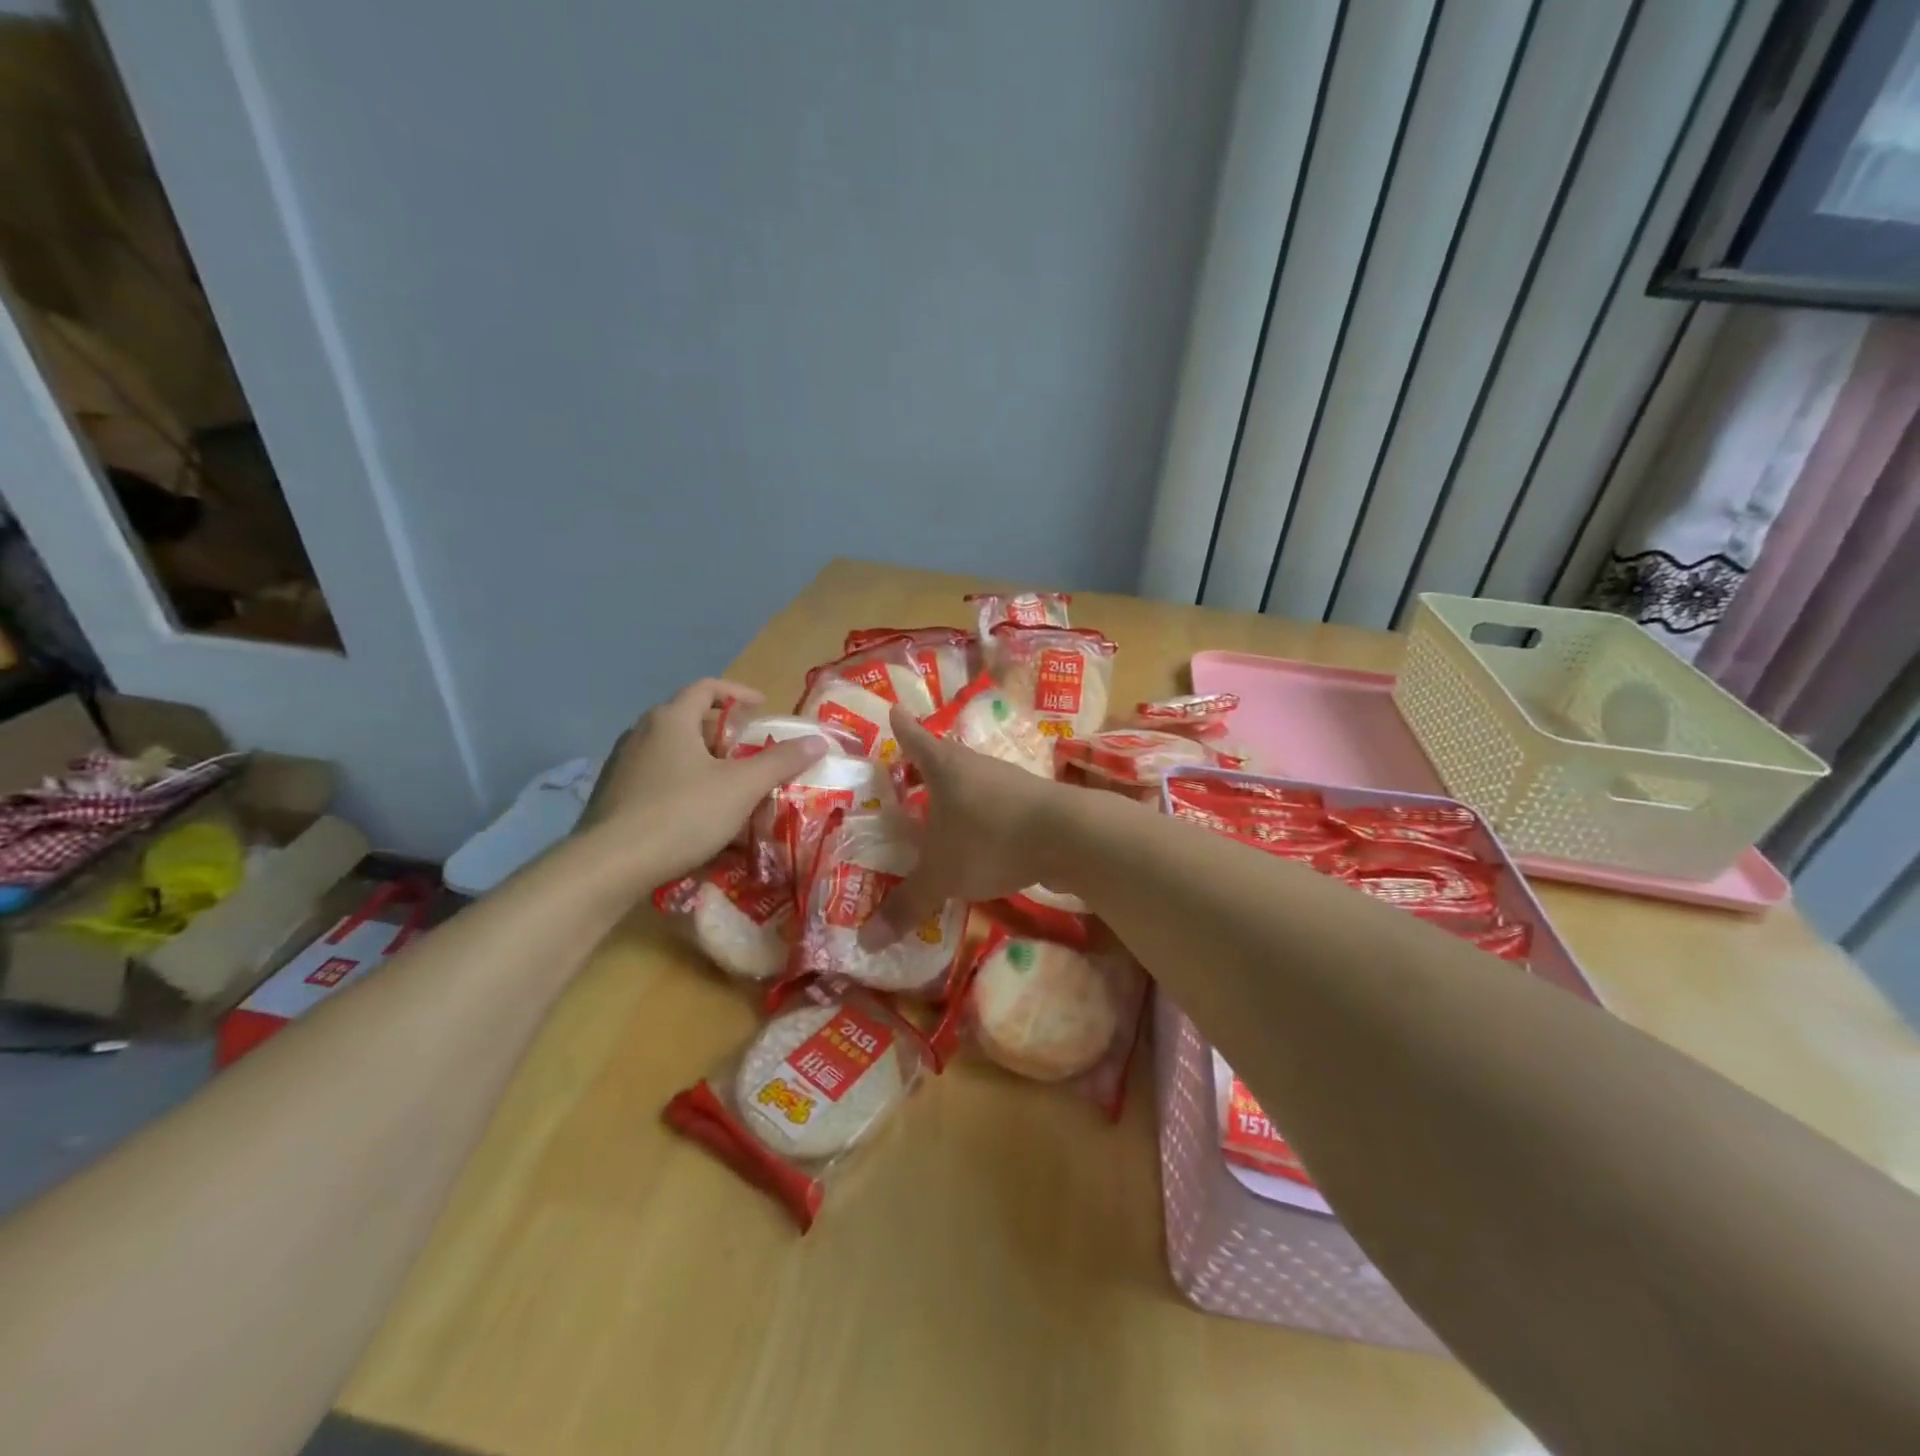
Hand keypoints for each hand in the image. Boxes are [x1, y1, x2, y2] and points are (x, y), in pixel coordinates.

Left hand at [578, 679, 826, 879]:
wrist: (610, 865)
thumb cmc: (681, 814)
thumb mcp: (741, 787)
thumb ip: (781, 761)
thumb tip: (818, 740)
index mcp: (671, 719)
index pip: (706, 687)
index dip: (738, 693)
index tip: (762, 708)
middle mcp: (641, 732)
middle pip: (687, 718)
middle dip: (722, 731)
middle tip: (749, 751)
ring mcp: (622, 764)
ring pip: (670, 749)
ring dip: (701, 758)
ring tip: (726, 783)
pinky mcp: (612, 795)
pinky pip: (655, 776)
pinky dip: (681, 782)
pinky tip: (695, 812)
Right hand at [861, 705, 1071, 947]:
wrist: (1069, 836)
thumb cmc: (990, 839)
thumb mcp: (941, 875)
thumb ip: (907, 905)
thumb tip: (866, 942)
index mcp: (946, 768)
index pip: (916, 741)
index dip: (903, 729)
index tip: (895, 711)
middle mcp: (976, 766)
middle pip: (946, 757)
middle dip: (927, 765)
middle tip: (908, 773)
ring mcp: (1009, 782)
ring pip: (974, 781)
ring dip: (958, 792)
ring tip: (942, 810)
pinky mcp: (1035, 803)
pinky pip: (998, 804)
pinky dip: (984, 816)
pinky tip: (982, 836)